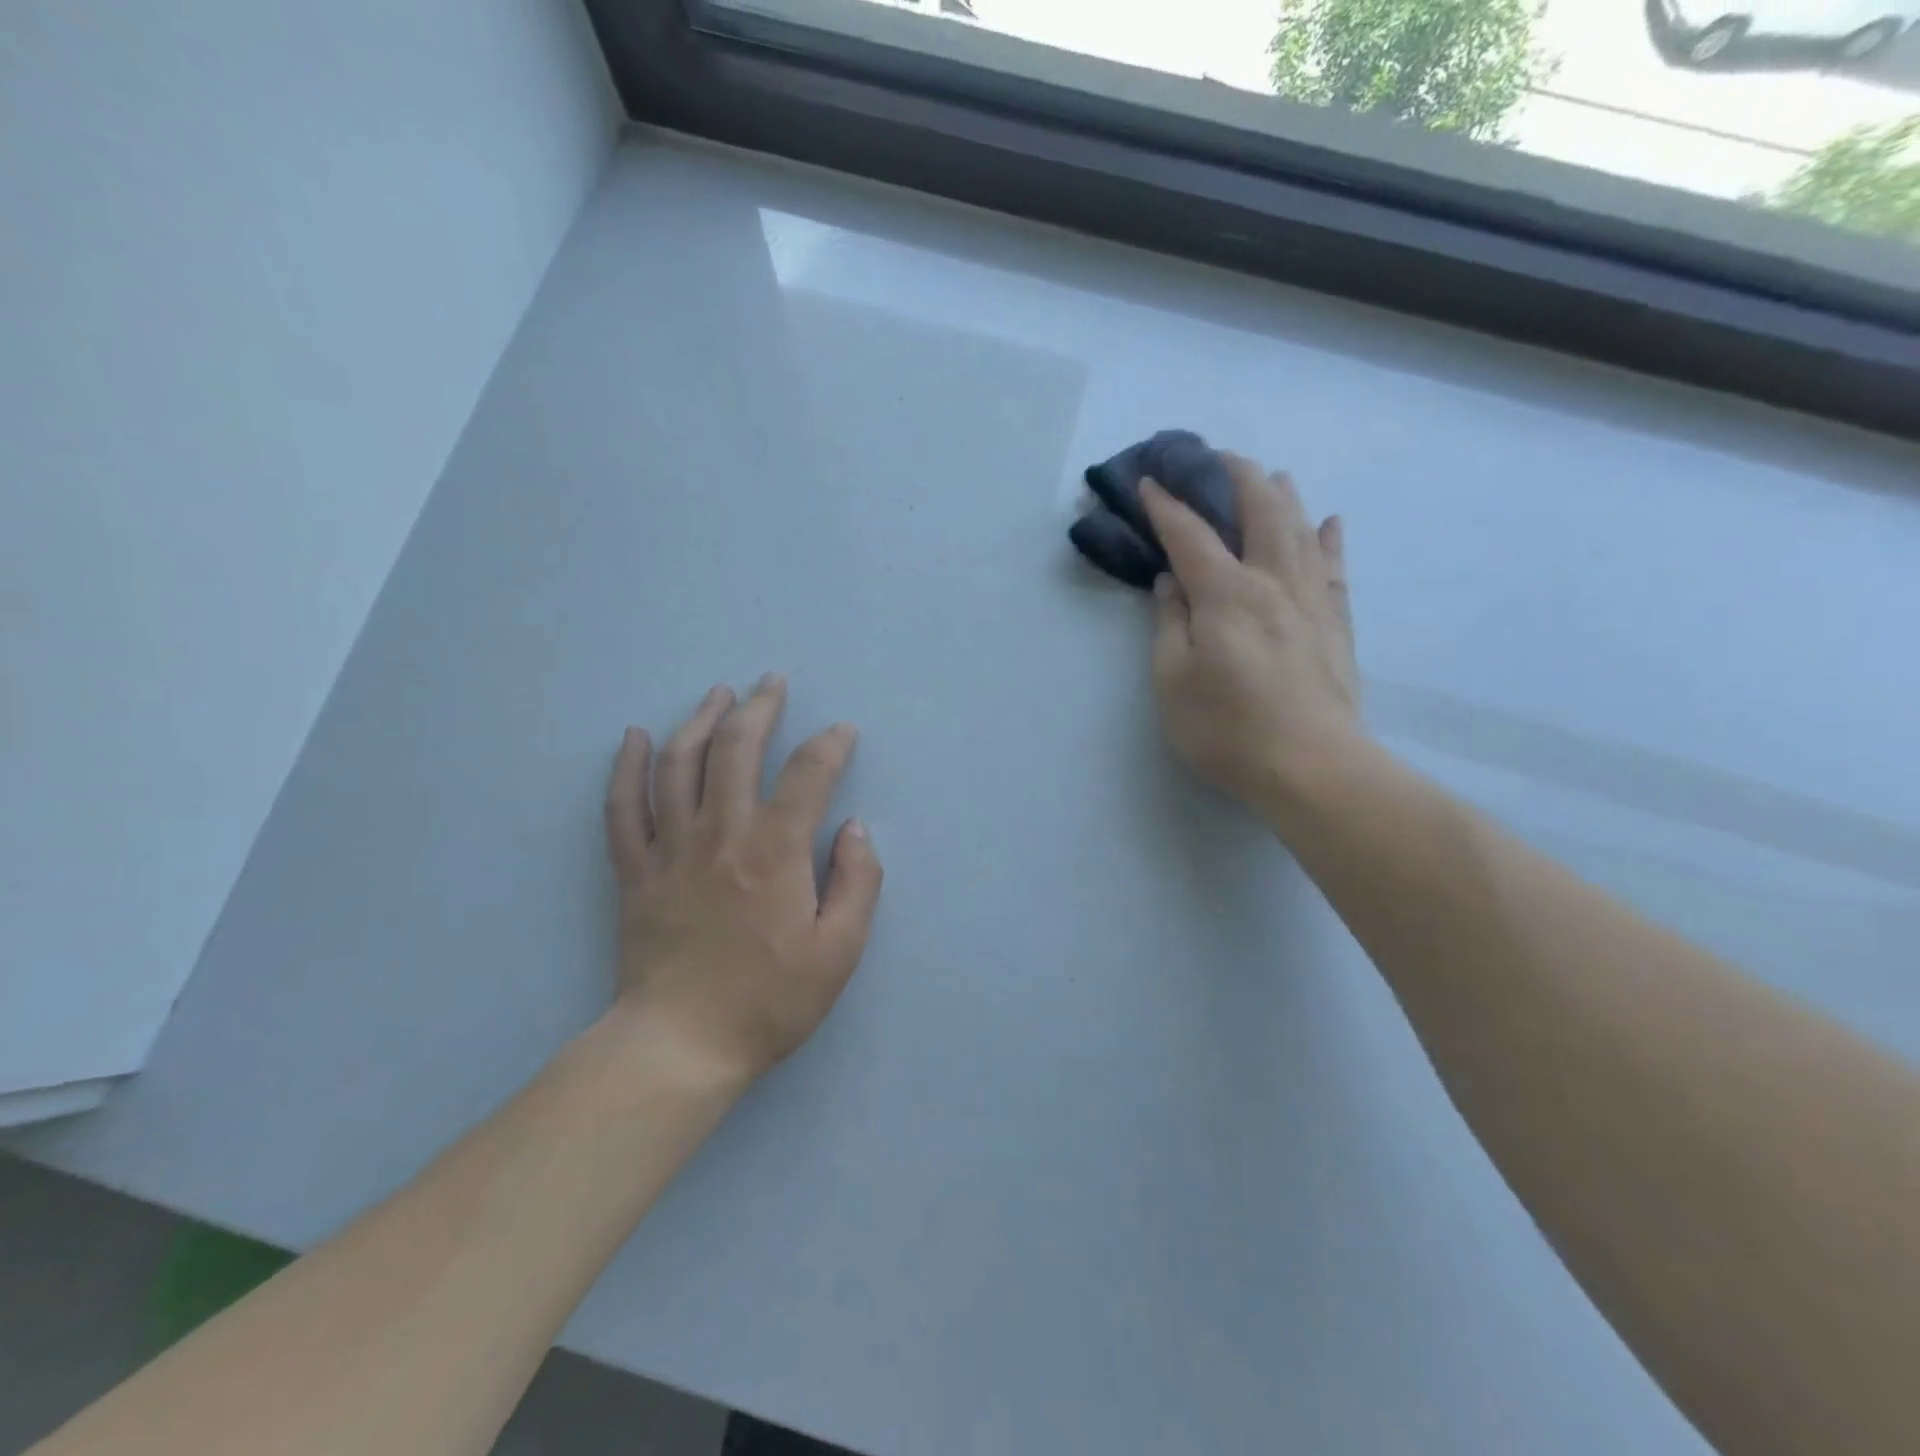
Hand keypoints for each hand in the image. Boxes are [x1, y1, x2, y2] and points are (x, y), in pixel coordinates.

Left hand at [602, 676, 883, 1085]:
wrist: (681, 1045)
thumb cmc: (769, 1000)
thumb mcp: (840, 951)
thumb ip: (858, 882)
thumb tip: (853, 828)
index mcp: (775, 851)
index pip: (808, 774)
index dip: (830, 744)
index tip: (842, 732)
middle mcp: (721, 833)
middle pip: (737, 749)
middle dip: (759, 708)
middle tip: (772, 682)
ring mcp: (670, 848)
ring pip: (679, 763)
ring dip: (700, 720)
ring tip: (718, 693)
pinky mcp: (634, 870)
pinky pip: (622, 806)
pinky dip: (626, 766)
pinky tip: (634, 736)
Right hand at [1141, 456, 1361, 818]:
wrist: (1313, 766)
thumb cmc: (1228, 728)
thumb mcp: (1173, 681)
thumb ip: (1169, 624)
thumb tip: (1171, 582)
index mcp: (1226, 594)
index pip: (1190, 536)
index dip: (1166, 506)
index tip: (1149, 482)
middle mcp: (1273, 582)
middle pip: (1259, 510)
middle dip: (1234, 476)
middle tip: (1214, 458)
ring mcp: (1311, 600)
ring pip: (1300, 529)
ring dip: (1282, 495)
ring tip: (1270, 474)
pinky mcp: (1336, 624)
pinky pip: (1333, 568)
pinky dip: (1329, 539)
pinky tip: (1329, 522)